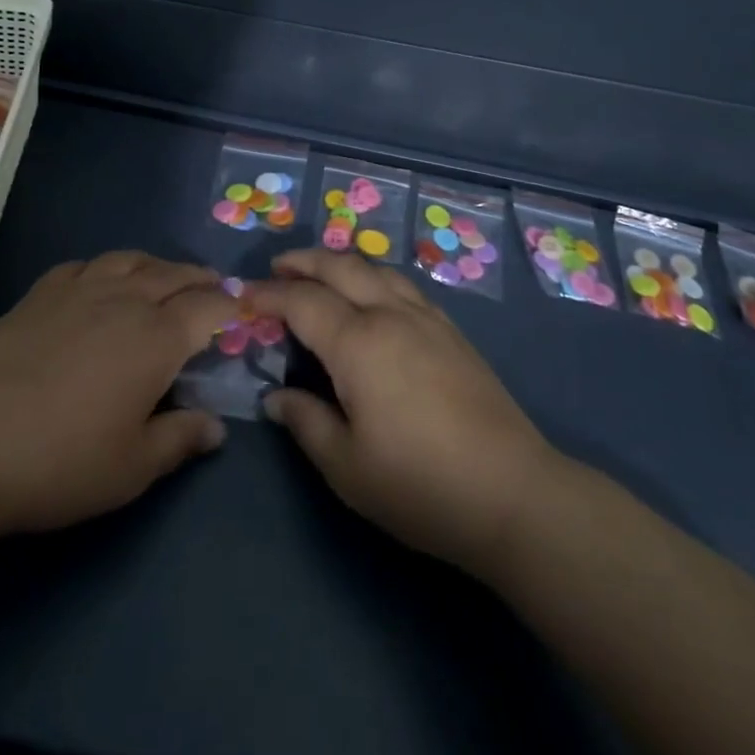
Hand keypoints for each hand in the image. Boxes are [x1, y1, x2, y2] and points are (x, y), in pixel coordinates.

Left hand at [0, 251, 236, 542]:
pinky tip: (101, 282)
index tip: (242, 314)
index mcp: (157, 337)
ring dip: (158, 266)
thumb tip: (217, 428)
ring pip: (132, 260)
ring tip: (165, 279)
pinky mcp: (41, 292)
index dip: (230, 307)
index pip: (208, 307)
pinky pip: (86, 264)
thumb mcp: (130, 468)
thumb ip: (180, 441)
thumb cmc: (57, 460)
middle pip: (175, 274)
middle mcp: (125, 299)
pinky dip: (107, 268)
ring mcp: (80, 289)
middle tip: (214, 291)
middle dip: (201, 280)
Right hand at [250, 249, 558, 575]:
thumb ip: (306, 423)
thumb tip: (276, 398)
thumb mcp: (347, 467)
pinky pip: (403, 285)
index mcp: (358, 342)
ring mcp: (426, 318)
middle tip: (277, 267)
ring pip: (376, 269)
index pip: (302, 302)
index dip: (269, 295)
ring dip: (341, 263)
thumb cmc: (419, 485)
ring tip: (320, 273)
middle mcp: (390, 315)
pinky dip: (375, 276)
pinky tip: (373, 296)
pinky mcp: (452, 331)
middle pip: (341, 267)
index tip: (243, 296)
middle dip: (303, 261)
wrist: (512, 493)